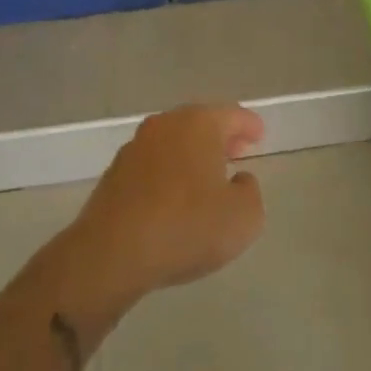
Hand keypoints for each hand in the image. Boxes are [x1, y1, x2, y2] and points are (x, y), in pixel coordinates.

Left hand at [65, 105, 265, 307]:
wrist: (111, 255)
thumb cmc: (186, 227)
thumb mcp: (244, 217)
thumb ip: (250, 192)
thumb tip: (239, 180)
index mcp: (199, 124)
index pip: (232, 115)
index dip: (249, 125)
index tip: (259, 136)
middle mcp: (165, 125)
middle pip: (199, 123)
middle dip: (220, 136)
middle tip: (237, 151)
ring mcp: (135, 148)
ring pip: (173, 142)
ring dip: (191, 154)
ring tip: (207, 176)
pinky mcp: (114, 174)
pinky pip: (152, 165)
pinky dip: (168, 173)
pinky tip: (174, 197)